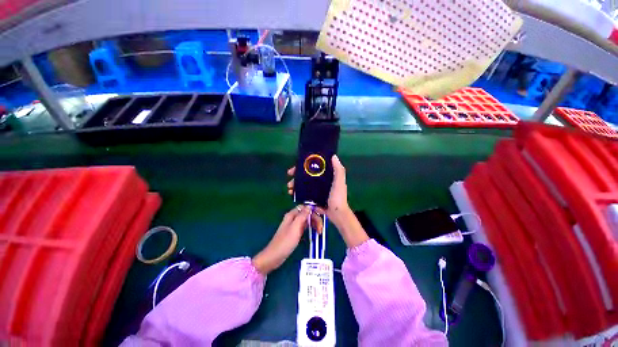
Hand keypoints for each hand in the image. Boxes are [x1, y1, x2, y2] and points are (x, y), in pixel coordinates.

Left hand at [252, 205, 321, 274]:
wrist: (274, 256)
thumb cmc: (285, 242)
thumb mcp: (295, 228)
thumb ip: (302, 216)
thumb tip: (310, 206)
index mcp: (292, 215)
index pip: (305, 207)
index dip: (314, 210)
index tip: (322, 215)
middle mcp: (293, 218)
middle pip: (307, 214)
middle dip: (315, 219)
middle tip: (321, 229)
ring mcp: (294, 226)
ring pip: (307, 221)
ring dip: (314, 224)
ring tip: (319, 232)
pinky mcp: (295, 233)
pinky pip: (305, 227)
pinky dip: (310, 229)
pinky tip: (314, 233)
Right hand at [287, 155, 350, 220]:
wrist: (336, 214)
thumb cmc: (338, 197)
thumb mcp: (339, 182)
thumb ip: (338, 170)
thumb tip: (333, 156)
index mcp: (327, 176)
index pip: (313, 168)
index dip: (304, 166)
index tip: (295, 168)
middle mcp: (320, 181)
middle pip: (306, 176)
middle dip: (296, 176)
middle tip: (290, 179)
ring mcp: (316, 190)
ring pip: (303, 184)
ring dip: (295, 185)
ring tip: (289, 188)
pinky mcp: (313, 198)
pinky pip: (303, 193)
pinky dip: (297, 193)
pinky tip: (292, 194)